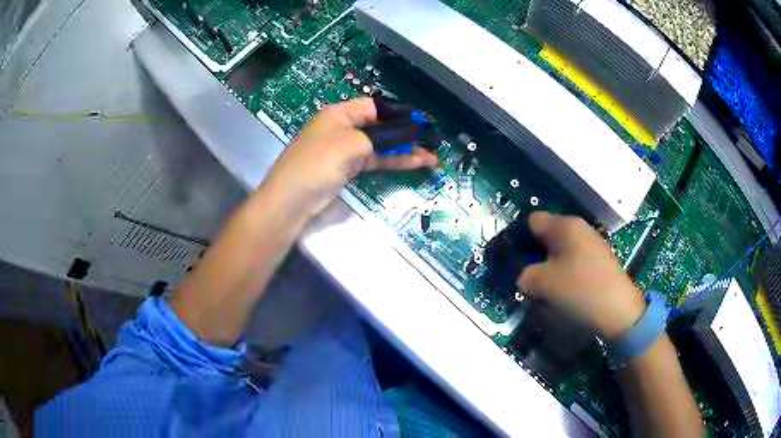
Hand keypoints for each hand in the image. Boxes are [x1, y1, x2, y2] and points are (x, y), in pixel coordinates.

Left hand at [263, 97, 437, 214]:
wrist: (291, 200)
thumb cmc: (317, 164)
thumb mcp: (351, 144)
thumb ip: (383, 136)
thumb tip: (411, 132)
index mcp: (340, 113)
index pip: (376, 106)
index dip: (400, 113)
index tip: (423, 122)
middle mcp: (344, 127)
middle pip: (381, 126)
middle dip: (407, 134)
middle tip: (432, 141)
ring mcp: (346, 149)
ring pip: (381, 145)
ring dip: (405, 150)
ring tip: (431, 157)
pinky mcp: (348, 168)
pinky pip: (375, 160)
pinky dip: (393, 161)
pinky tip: (414, 163)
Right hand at [517, 211, 646, 339]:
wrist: (619, 310)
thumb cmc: (579, 289)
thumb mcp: (543, 284)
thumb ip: (525, 276)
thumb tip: (525, 277)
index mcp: (565, 225)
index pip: (533, 221)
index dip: (521, 239)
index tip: (516, 262)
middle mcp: (579, 227)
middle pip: (548, 236)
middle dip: (536, 256)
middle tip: (530, 279)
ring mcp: (592, 243)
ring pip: (561, 251)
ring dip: (550, 267)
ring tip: (547, 289)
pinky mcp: (600, 259)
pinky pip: (574, 261)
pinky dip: (566, 273)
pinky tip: (567, 291)